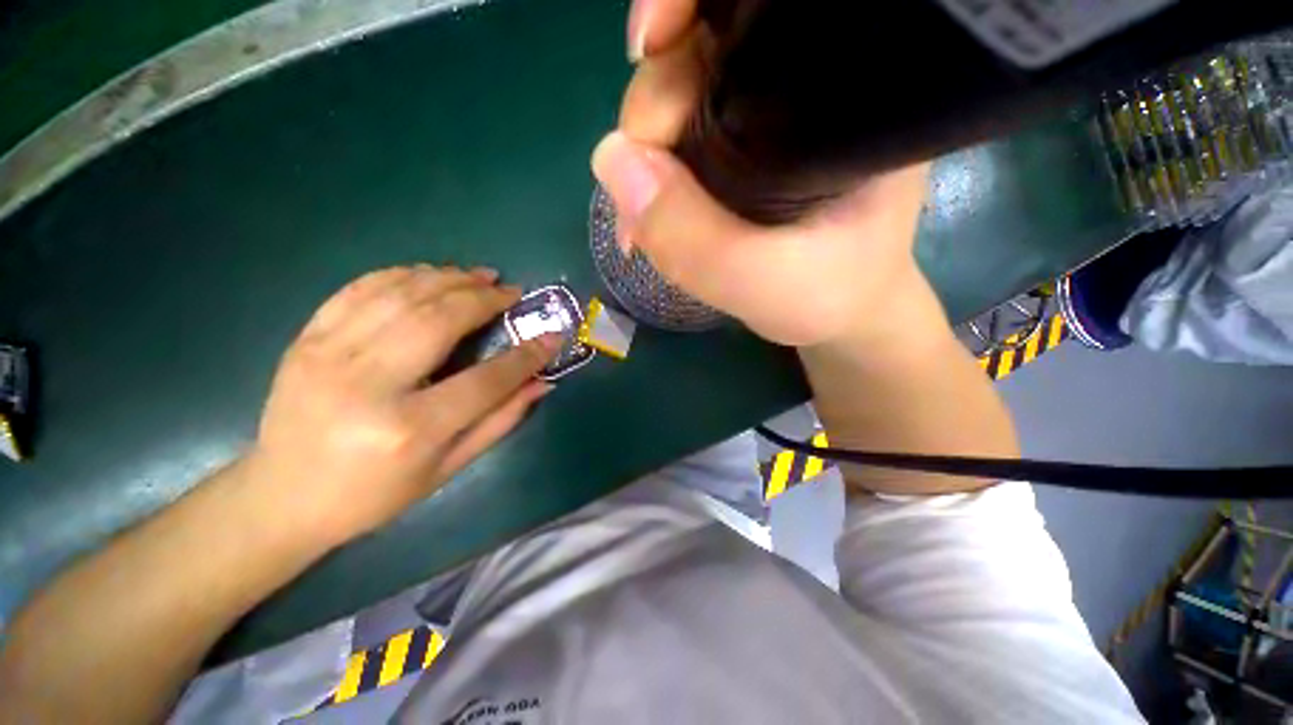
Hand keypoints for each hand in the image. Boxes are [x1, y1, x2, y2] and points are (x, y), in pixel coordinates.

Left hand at [245, 265, 559, 548]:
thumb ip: (500, 421)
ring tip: (478, 275)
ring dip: (448, 277)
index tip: (551, 336)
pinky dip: (401, 274)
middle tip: (510, 291)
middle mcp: (368, 385)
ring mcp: (329, 355)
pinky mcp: (306, 339)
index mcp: (409, 429)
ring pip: (401, 294)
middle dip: (484, 299)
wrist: (283, 498)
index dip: (525, 356)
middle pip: (439, 320)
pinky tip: (428, 274)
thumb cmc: (375, 493)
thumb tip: (543, 383)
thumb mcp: (448, 468)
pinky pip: (359, 289)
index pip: (486, 380)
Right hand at [592, 0, 929, 346]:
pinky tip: (651, 216)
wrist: (841, 315)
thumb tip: (610, 161)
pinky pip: (682, 141)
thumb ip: (691, 237)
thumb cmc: (828, 297)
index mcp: (842, 97)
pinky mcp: (745, 150)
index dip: (690, 6)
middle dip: (653, 115)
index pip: (758, 9)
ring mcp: (769, 119)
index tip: (648, 47)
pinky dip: (655, 175)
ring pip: (682, 100)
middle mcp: (807, 88)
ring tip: (641, 226)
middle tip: (639, 203)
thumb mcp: (761, 282)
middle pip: (703, 54)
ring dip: (646, 156)